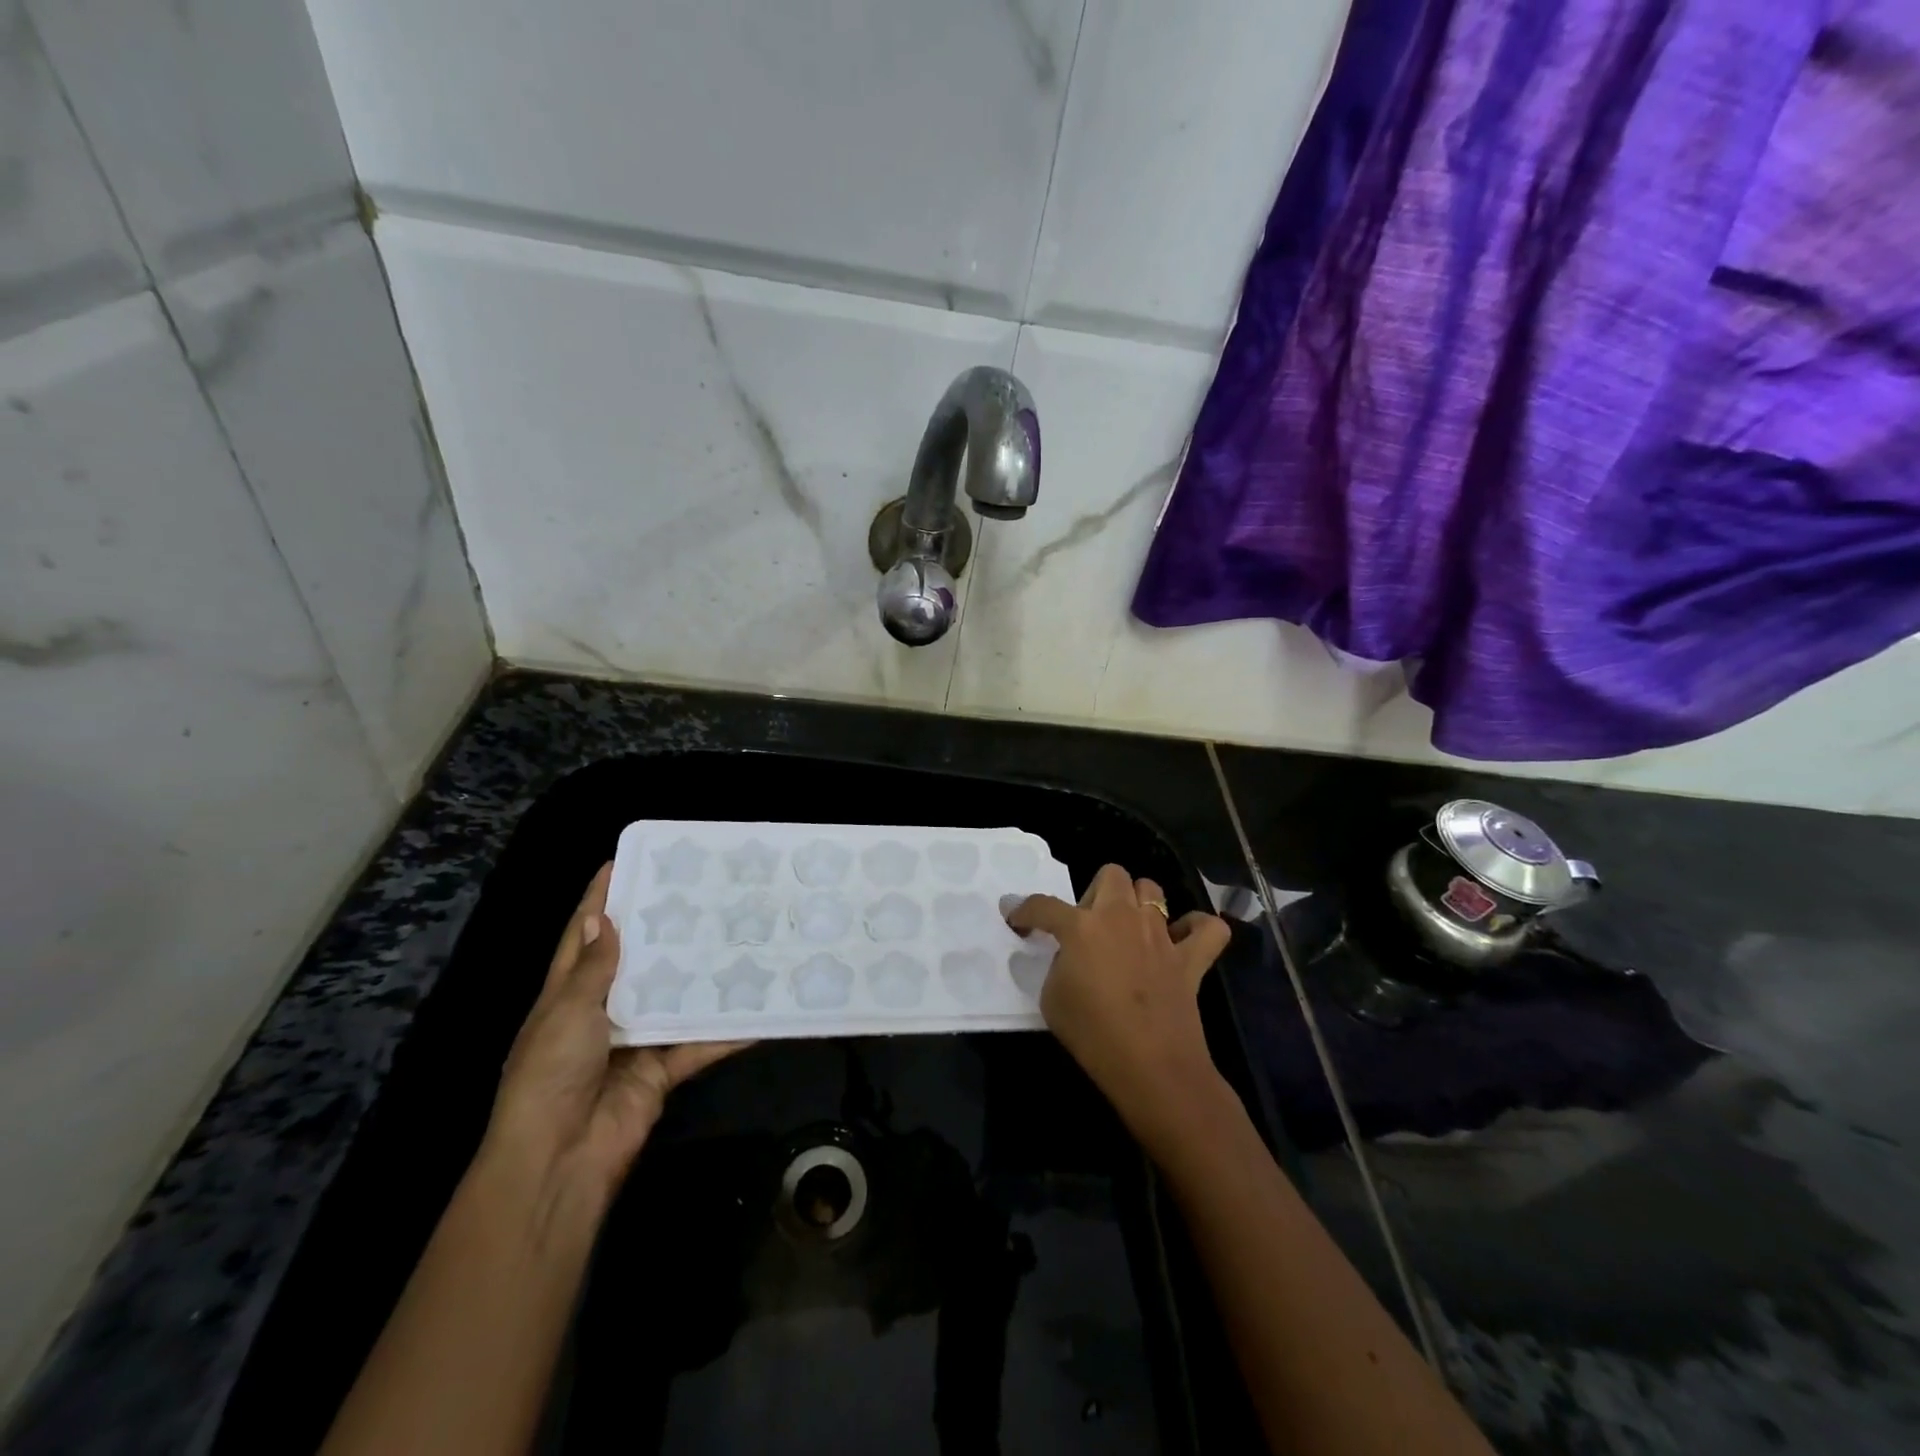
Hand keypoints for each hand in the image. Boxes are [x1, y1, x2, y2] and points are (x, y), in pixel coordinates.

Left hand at [484, 863, 744, 1205]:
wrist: (559, 1161)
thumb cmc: (551, 1075)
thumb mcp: (567, 1012)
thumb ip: (593, 969)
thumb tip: (601, 918)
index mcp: (568, 995)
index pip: (583, 936)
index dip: (599, 900)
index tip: (624, 861)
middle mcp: (602, 1012)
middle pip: (636, 962)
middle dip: (663, 930)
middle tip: (700, 892)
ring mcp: (634, 1042)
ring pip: (674, 998)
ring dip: (700, 975)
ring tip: (736, 936)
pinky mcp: (662, 1070)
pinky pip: (699, 1044)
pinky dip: (726, 1032)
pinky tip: (759, 1010)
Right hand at [1008, 865, 1231, 1150]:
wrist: (1150, 1067)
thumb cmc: (1092, 1034)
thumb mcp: (1052, 999)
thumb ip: (1058, 965)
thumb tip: (1070, 957)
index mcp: (1081, 926)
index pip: (1043, 905)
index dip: (1023, 910)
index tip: (1016, 919)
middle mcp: (1121, 917)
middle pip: (1110, 874)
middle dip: (1094, 893)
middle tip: (1087, 926)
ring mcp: (1160, 934)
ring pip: (1151, 889)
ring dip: (1137, 902)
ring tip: (1128, 930)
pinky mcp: (1191, 958)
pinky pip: (1207, 928)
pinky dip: (1196, 928)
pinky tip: (1182, 941)